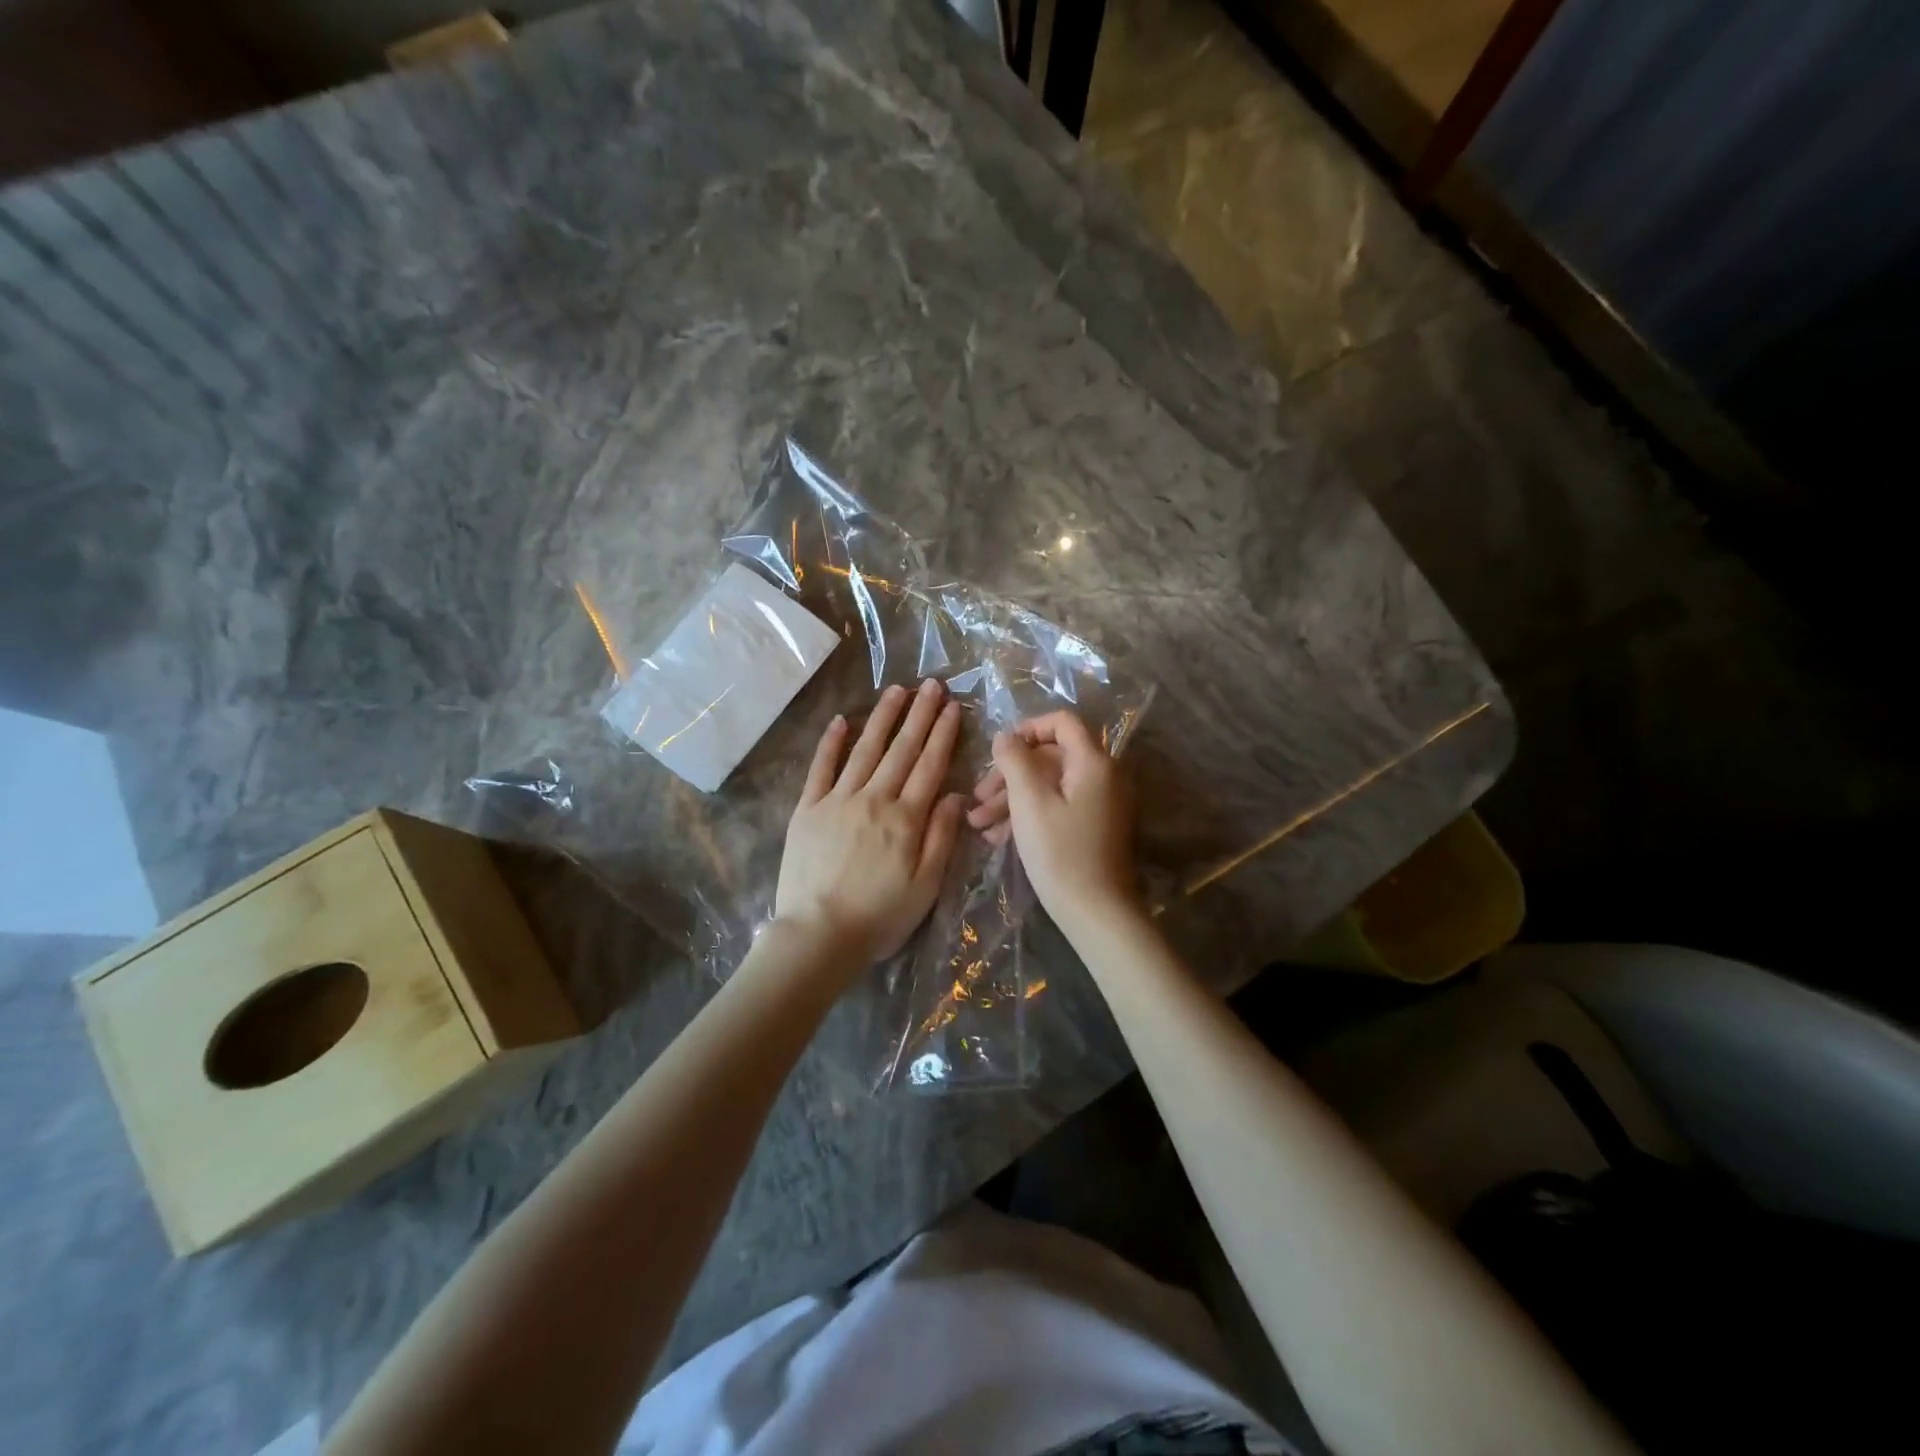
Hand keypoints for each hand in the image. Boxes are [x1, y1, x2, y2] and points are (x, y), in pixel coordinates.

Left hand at [775, 678, 966, 970]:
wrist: (818, 935)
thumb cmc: (879, 917)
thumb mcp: (926, 886)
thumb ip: (941, 837)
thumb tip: (954, 794)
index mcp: (906, 818)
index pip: (929, 766)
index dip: (943, 734)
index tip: (952, 707)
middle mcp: (874, 799)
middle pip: (901, 749)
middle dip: (919, 715)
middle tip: (931, 684)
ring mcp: (837, 800)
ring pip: (865, 750)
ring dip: (882, 718)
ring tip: (897, 690)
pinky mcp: (808, 809)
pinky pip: (821, 768)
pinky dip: (831, 743)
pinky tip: (842, 720)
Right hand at [968, 710, 1137, 927]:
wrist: (1097, 913)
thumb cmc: (1060, 853)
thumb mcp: (1029, 802)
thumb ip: (1014, 761)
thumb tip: (1005, 736)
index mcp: (1093, 762)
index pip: (1062, 722)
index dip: (1027, 729)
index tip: (999, 751)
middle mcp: (1103, 776)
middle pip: (1050, 758)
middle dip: (1009, 775)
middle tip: (977, 798)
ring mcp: (1101, 803)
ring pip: (1050, 786)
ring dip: (1012, 800)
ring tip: (978, 824)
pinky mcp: (1094, 827)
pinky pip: (1059, 807)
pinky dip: (1029, 816)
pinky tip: (998, 838)